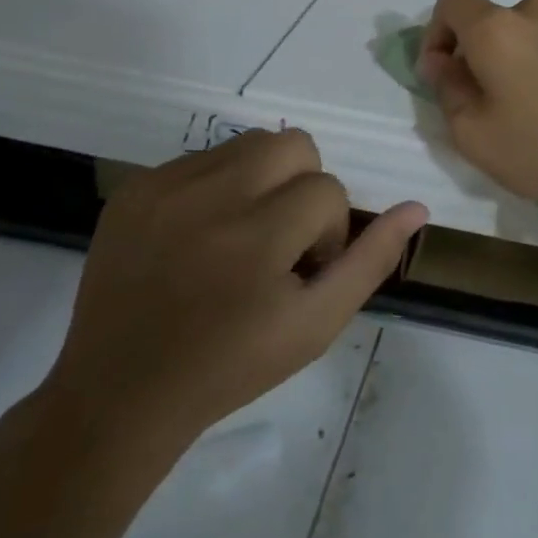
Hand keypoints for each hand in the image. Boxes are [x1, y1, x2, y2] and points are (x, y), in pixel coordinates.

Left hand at [43, 130, 425, 461]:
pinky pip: (202, 159)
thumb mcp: (316, 325)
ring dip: (263, 181)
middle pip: (293, 143)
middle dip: (302, 187)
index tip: (302, 271)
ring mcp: (164, 186)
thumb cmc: (231, 366)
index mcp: (257, 236)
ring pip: (250, 144)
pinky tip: (200, 237)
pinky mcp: (134, 188)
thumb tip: (416, 207)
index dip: (328, 231)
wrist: (120, 393)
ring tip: (242, 235)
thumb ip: (370, 261)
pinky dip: (217, 187)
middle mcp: (210, 196)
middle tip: (279, 240)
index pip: (327, 189)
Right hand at [418, 0, 537, 210]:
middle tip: (495, 100)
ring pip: (532, 28)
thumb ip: (446, 89)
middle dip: (483, 52)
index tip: (446, 70)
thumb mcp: (475, 137)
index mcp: (497, 29)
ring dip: (523, 53)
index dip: (439, 29)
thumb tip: (442, 61)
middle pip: (494, 18)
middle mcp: (537, 10)